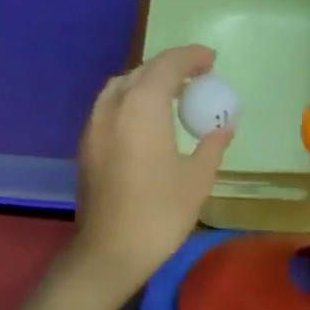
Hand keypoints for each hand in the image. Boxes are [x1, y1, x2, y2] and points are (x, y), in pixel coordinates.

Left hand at [71, 46, 232, 300]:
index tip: (212, 60)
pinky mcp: (86, 145)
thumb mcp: (198, 178)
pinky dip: (131, 102)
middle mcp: (113, 106)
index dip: (191, 57)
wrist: (110, 251)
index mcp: (142, 107)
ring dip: (147, 83)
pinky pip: (110, 107)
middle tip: (197, 78)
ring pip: (121, 87)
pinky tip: (147, 122)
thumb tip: (223, 126)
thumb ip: (212, 145)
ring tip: (172, 96)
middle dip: (170, 68)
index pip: (167, 66)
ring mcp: (94, 125)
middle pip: (141, 72)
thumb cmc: (160, 213)